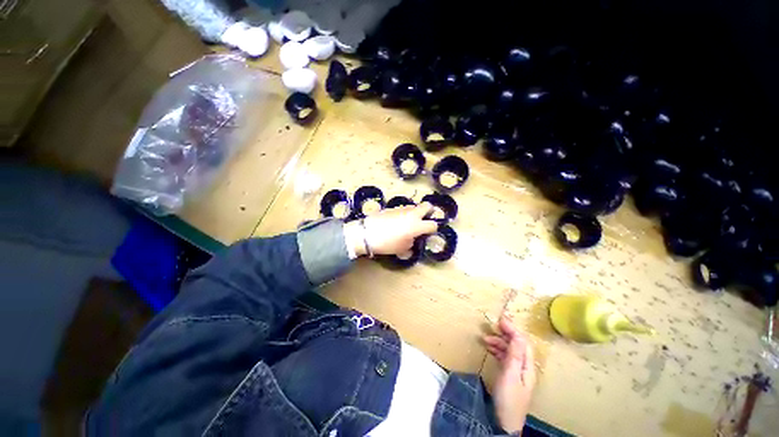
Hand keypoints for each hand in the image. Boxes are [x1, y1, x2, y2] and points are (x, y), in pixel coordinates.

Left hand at [343, 202, 437, 256]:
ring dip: (415, 213)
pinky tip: (397, 222)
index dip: (433, 229)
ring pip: (414, 207)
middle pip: (427, 206)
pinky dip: (405, 214)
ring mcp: (402, 209)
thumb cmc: (387, 243)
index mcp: (416, 225)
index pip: (433, 224)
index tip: (429, 233)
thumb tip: (413, 238)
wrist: (367, 233)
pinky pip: (404, 209)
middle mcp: (412, 214)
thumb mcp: (402, 248)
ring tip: (408, 223)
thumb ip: (412, 242)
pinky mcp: (392, 207)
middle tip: (425, 219)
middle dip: (429, 211)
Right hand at [483, 316, 535, 432]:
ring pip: (510, 351)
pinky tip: (489, 349)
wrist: (504, 423)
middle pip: (517, 345)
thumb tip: (516, 335)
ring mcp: (517, 372)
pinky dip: (497, 351)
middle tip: (492, 326)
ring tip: (485, 339)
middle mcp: (524, 367)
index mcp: (527, 366)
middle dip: (505, 334)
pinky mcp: (509, 377)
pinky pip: (505, 358)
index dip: (512, 329)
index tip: (500, 319)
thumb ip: (513, 355)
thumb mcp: (510, 375)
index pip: (522, 342)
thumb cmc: (508, 399)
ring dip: (499, 342)